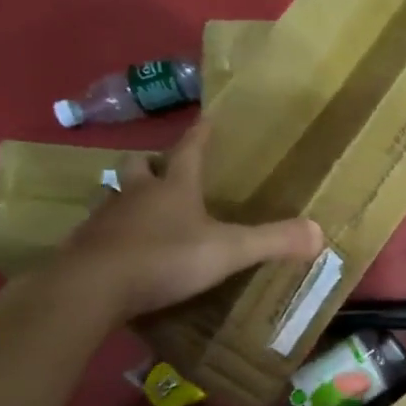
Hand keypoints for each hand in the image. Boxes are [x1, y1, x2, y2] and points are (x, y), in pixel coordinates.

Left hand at [59, 120, 323, 320]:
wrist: (91, 288)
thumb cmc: (164, 258)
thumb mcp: (227, 251)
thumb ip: (272, 241)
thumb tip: (320, 232)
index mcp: (173, 188)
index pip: (190, 150)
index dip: (201, 135)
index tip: (207, 118)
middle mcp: (136, 194)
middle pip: (138, 166)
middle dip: (151, 164)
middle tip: (162, 170)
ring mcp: (106, 219)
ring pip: (115, 196)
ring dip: (127, 197)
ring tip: (141, 210)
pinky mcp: (85, 247)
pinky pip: (100, 232)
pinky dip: (113, 234)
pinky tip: (122, 250)